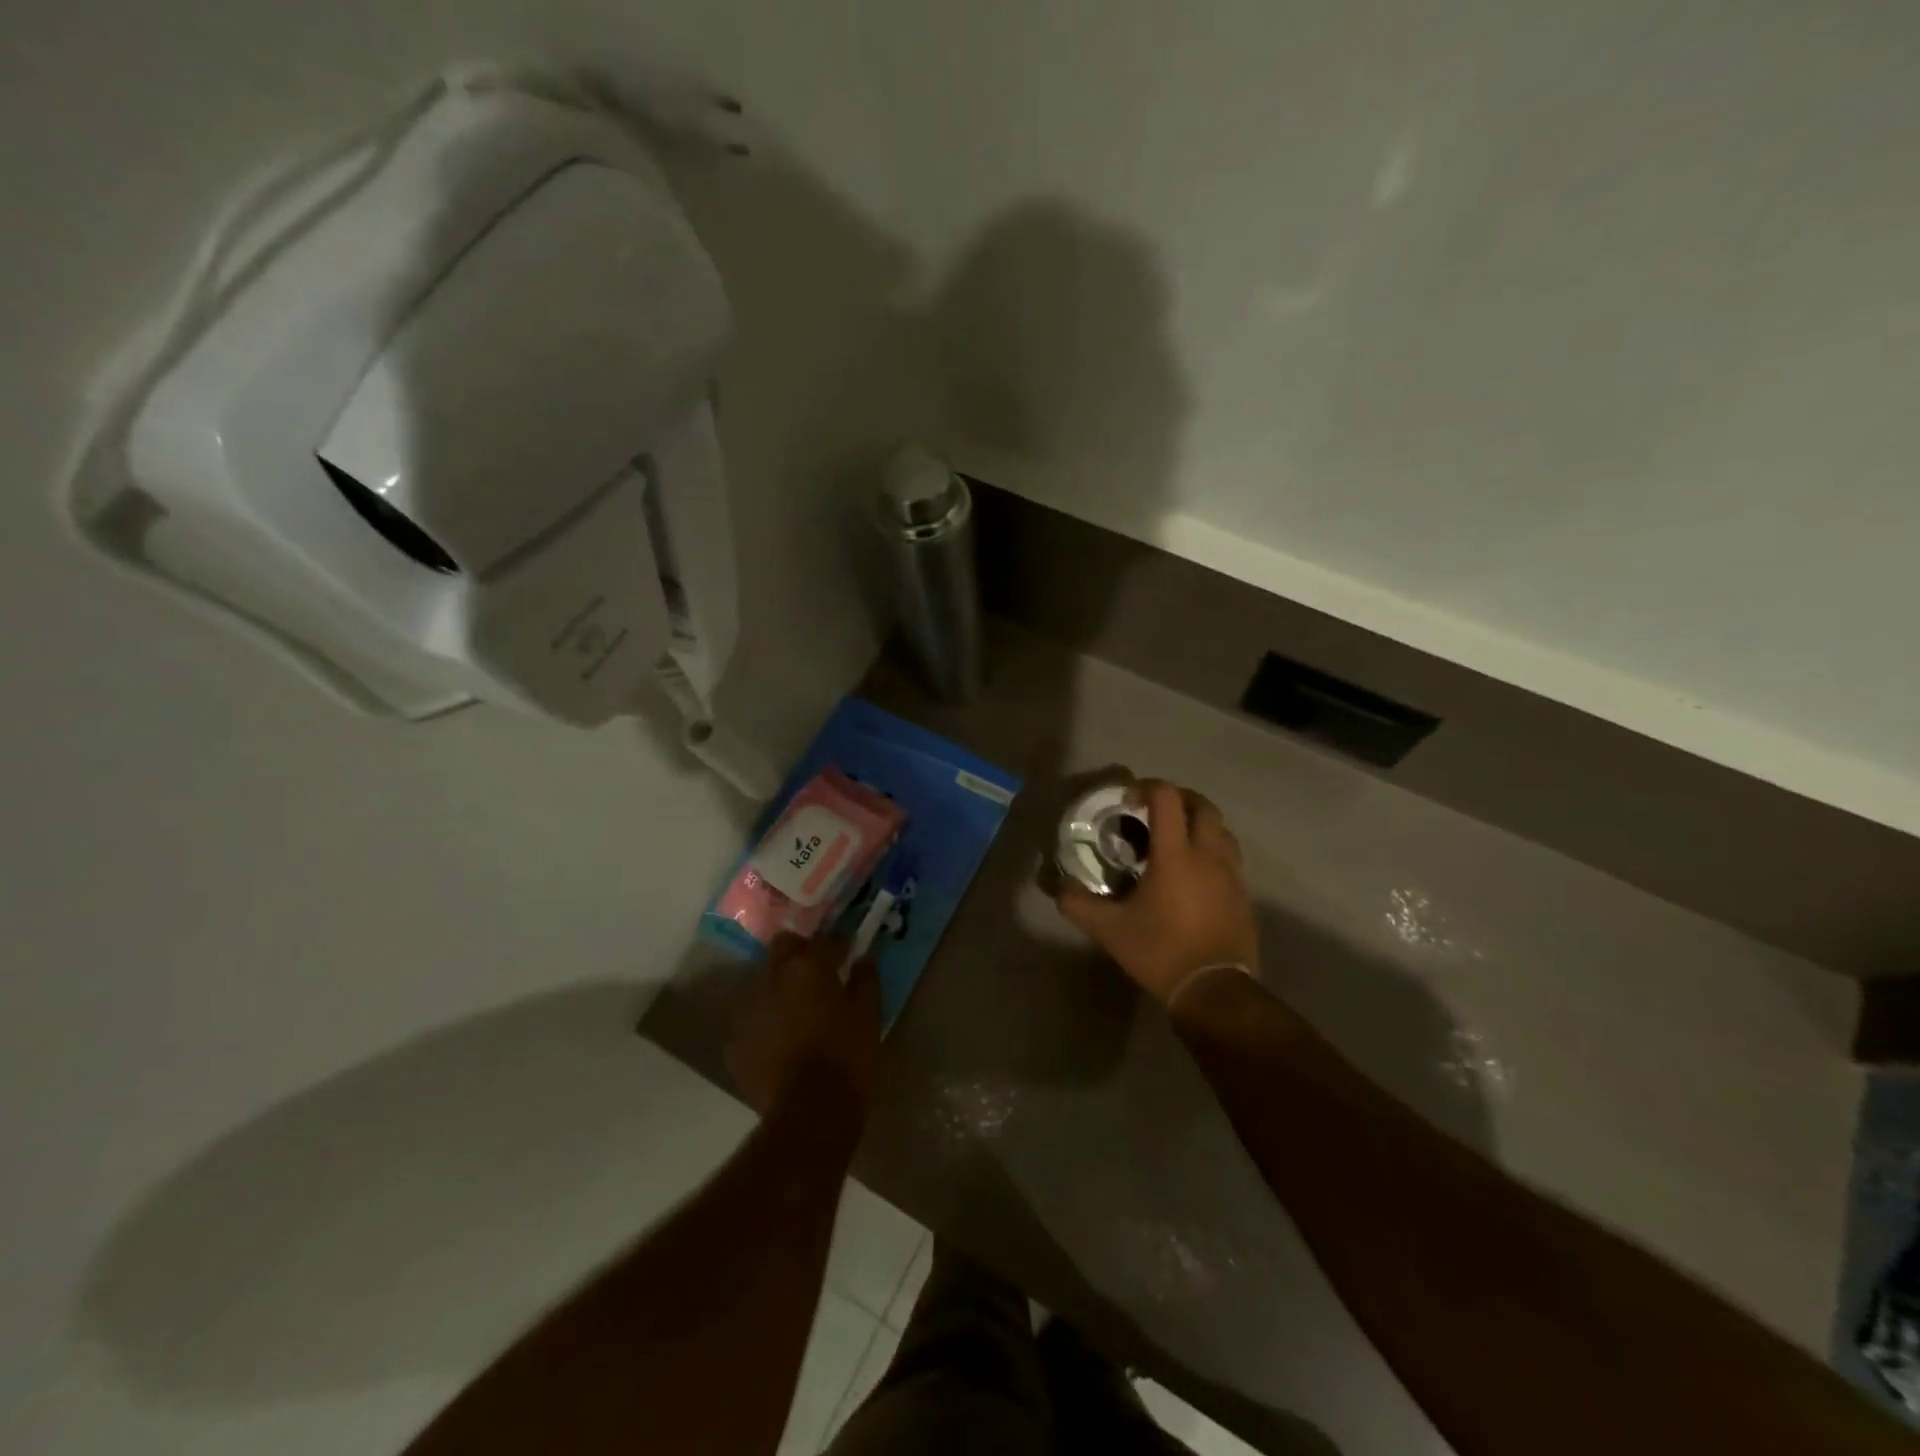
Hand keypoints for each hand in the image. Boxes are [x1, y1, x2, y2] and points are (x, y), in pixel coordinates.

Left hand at [727, 932, 882, 1113]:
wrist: (810, 1115)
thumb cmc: (848, 1058)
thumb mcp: (869, 1015)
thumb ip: (866, 979)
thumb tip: (863, 959)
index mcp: (808, 966)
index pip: (825, 939)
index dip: (839, 943)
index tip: (849, 950)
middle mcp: (772, 977)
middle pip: (783, 947)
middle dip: (801, 952)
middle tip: (819, 971)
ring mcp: (748, 1009)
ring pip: (764, 981)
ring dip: (780, 985)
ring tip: (798, 1007)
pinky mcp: (736, 1042)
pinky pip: (752, 1018)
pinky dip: (766, 1020)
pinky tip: (781, 1039)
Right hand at [1055, 779, 1259, 1003]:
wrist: (1215, 990)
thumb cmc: (1161, 952)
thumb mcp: (1110, 930)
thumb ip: (1079, 905)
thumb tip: (1058, 888)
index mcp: (1176, 855)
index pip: (1167, 798)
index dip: (1146, 787)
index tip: (1128, 801)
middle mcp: (1208, 854)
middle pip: (1203, 805)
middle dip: (1178, 798)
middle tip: (1154, 811)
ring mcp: (1231, 873)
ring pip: (1222, 829)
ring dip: (1199, 822)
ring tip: (1176, 839)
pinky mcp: (1242, 893)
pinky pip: (1230, 856)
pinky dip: (1212, 849)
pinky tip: (1194, 872)